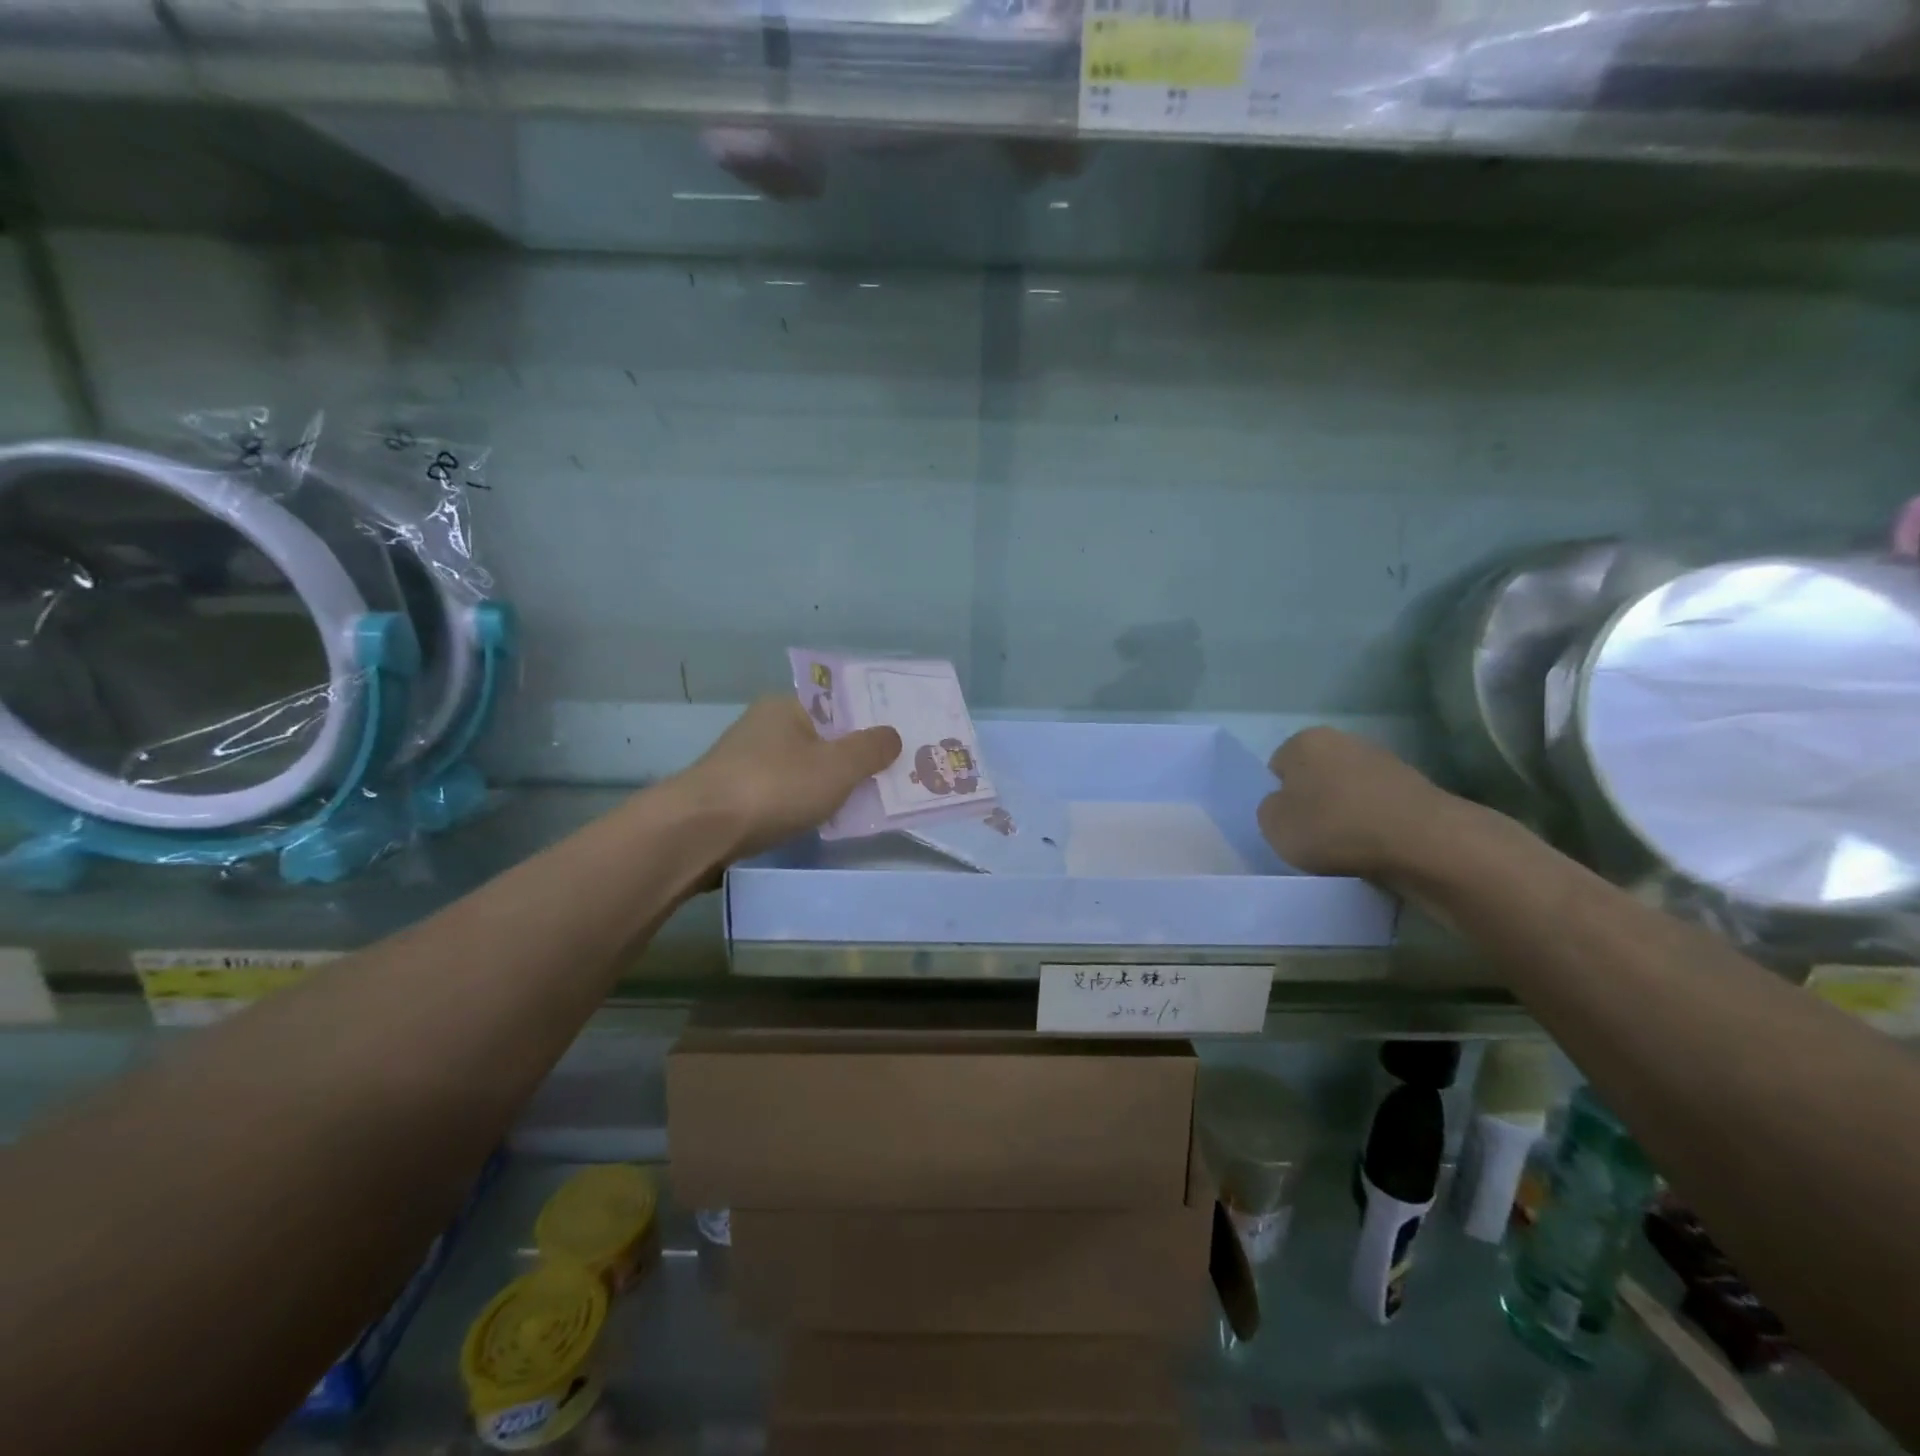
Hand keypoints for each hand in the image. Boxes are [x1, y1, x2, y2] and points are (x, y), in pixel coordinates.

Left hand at [675, 696, 901, 861]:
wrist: (699, 832)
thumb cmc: (775, 787)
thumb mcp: (837, 766)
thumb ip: (870, 749)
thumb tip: (892, 735)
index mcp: (787, 706)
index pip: (838, 704)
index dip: (870, 721)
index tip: (899, 741)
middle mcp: (765, 727)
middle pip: (823, 738)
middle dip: (855, 757)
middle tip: (894, 775)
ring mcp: (747, 763)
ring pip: (804, 769)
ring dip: (831, 784)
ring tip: (867, 802)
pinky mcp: (737, 797)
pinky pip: (786, 795)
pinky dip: (807, 804)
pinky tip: (824, 821)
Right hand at [1256, 727, 1467, 884]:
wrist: (1425, 843)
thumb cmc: (1335, 827)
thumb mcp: (1274, 826)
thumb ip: (1270, 810)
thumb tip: (1287, 805)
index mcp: (1305, 741)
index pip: (1278, 766)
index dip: (1281, 797)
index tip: (1290, 824)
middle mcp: (1345, 740)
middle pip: (1317, 776)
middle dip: (1316, 802)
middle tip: (1315, 837)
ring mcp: (1386, 761)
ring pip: (1350, 792)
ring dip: (1347, 815)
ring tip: (1349, 848)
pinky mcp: (1417, 788)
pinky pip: (1380, 809)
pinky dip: (1376, 826)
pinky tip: (1377, 849)